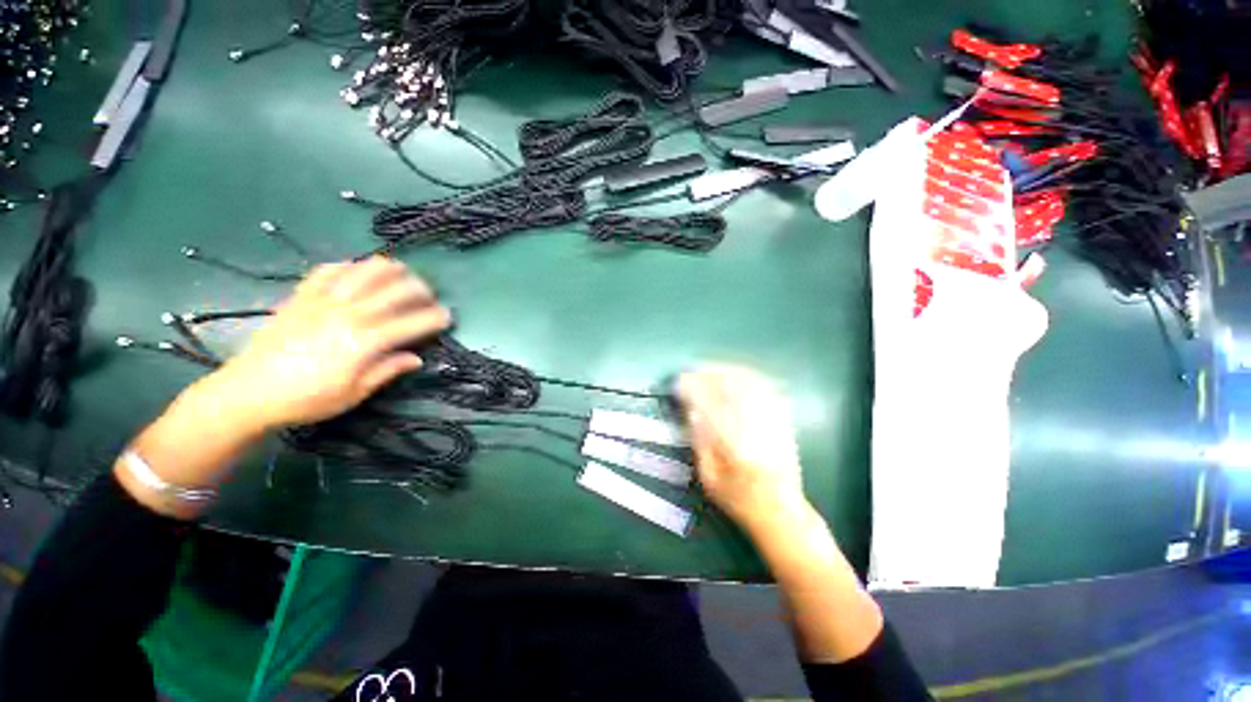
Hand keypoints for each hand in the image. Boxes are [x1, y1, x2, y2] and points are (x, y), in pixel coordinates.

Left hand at [202, 256, 451, 430]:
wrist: (248, 393)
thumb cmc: (307, 400)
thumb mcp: (354, 393)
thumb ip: (387, 371)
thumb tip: (416, 358)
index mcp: (364, 342)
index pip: (411, 324)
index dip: (434, 318)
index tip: (448, 316)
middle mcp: (348, 315)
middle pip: (392, 292)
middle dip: (418, 289)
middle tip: (429, 293)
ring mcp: (322, 303)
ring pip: (361, 275)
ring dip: (385, 268)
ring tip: (401, 267)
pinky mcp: (300, 298)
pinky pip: (325, 273)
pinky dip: (344, 266)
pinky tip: (354, 267)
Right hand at [677, 365, 806, 531]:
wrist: (782, 513)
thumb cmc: (739, 500)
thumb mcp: (709, 479)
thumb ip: (700, 443)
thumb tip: (692, 410)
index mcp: (736, 448)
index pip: (711, 406)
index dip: (693, 389)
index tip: (679, 382)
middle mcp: (757, 430)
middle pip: (733, 388)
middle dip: (710, 374)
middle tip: (692, 371)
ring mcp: (774, 423)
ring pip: (750, 385)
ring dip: (728, 372)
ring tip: (710, 369)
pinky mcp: (783, 422)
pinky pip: (766, 390)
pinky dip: (748, 378)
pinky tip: (735, 375)